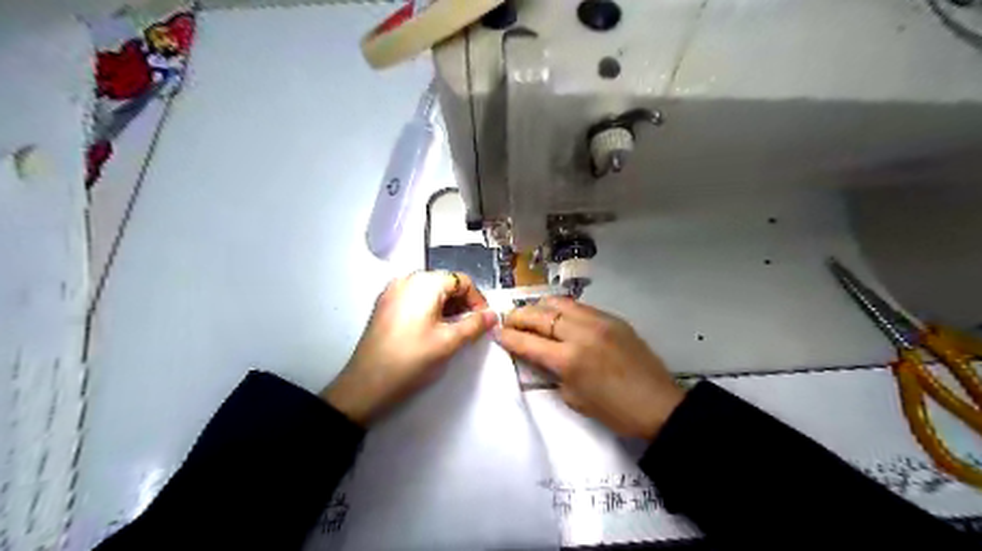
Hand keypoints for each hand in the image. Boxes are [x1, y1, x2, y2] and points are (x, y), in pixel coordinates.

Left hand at [326, 270, 494, 425]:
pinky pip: (415, 299)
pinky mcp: (384, 305)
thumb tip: (493, 314)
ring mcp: (392, 291)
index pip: (462, 280)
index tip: (484, 322)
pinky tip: (432, 330)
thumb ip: (475, 324)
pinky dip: (430, 309)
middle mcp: (407, 279)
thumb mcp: (449, 342)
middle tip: (471, 328)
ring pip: (430, 291)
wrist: (366, 384)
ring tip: (454, 331)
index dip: (478, 299)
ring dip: (447, 307)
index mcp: (424, 282)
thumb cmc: (412, 359)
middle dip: (462, 303)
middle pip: (445, 283)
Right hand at [499, 296, 684, 437]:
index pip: (528, 342)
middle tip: (508, 321)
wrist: (658, 404)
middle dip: (518, 317)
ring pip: (558, 302)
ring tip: (532, 316)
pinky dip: (561, 309)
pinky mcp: (612, 317)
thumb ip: (551, 372)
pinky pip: (579, 306)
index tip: (496, 332)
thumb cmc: (613, 411)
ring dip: (539, 308)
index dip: (508, 337)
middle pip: (539, 315)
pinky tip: (558, 317)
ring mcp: (598, 320)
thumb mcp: (573, 398)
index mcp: (569, 359)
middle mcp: (581, 332)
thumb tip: (536, 355)